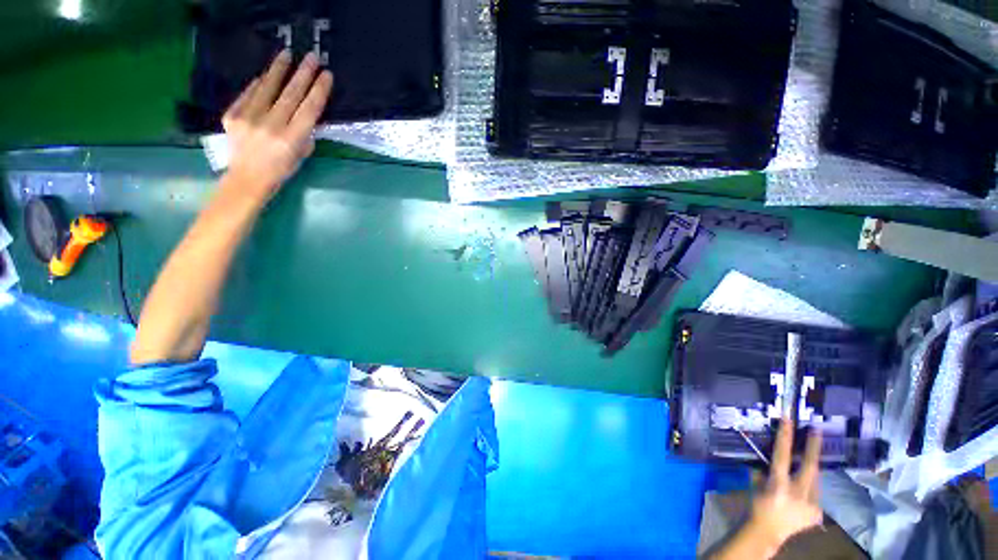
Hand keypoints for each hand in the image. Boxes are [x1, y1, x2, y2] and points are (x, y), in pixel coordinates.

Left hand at [221, 50, 333, 202]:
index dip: (318, 91)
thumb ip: (305, 134)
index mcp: (290, 140)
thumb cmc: (280, 171)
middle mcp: (269, 126)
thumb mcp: (300, 156)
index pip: (308, 110)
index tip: (326, 75)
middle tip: (312, 57)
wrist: (247, 179)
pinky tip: (266, 76)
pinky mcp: (232, 115)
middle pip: (289, 95)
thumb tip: (309, 115)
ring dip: (278, 70)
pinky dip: (258, 85)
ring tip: (286, 55)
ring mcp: (248, 119)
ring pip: (266, 89)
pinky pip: (248, 95)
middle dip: (303, 74)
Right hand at [749, 419, 824, 548]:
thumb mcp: (757, 483)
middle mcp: (798, 494)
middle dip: (814, 447)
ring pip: (815, 480)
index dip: (786, 436)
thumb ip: (767, 469)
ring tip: (802, 467)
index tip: (789, 419)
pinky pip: (815, 493)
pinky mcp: (818, 513)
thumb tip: (772, 454)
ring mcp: (811, 505)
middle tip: (817, 430)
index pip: (783, 455)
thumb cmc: (756, 504)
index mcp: (778, 485)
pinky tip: (801, 492)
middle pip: (810, 466)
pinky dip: (809, 488)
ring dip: (809, 471)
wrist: (766, 532)